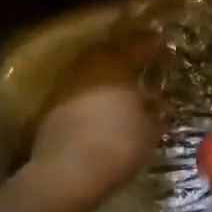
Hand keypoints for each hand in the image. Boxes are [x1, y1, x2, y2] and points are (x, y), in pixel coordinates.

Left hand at [26, 25, 160, 211]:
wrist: (68, 173)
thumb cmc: (118, 145)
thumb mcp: (149, 130)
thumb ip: (152, 112)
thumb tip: (154, 103)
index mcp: (115, 67)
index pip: (135, 46)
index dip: (148, 43)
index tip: (159, 39)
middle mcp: (87, 70)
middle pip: (105, 54)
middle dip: (122, 55)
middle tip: (137, 59)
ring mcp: (65, 89)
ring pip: (88, 73)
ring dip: (103, 77)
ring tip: (120, 85)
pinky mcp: (51, 111)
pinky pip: (77, 94)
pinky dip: (90, 96)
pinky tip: (100, 107)